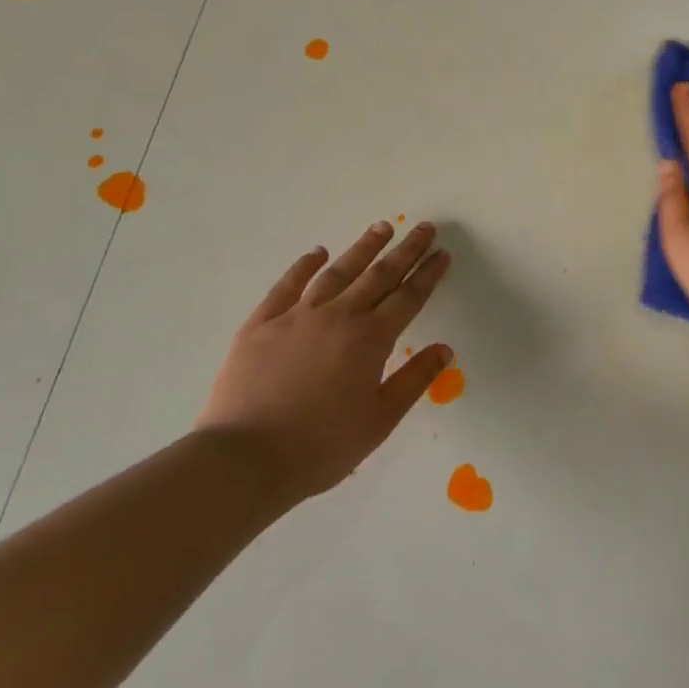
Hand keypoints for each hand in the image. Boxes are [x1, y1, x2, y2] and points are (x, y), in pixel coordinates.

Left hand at [197, 220, 453, 500]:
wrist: (244, 460)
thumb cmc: (321, 446)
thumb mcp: (379, 421)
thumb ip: (414, 380)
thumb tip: (444, 349)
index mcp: (370, 340)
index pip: (408, 298)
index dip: (427, 274)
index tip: (442, 253)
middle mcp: (338, 317)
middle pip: (378, 275)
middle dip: (405, 251)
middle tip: (423, 228)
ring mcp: (296, 316)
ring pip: (337, 272)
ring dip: (362, 248)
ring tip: (381, 228)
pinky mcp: (261, 324)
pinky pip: (287, 285)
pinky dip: (304, 266)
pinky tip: (317, 253)